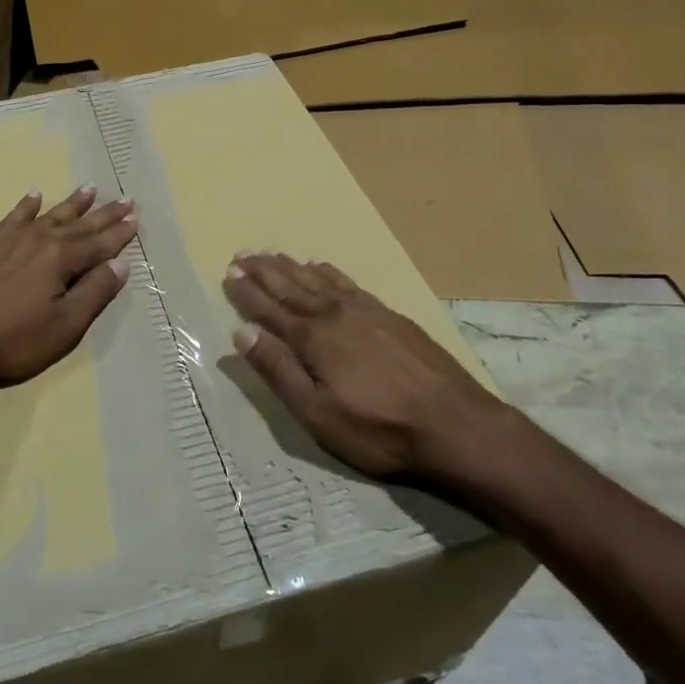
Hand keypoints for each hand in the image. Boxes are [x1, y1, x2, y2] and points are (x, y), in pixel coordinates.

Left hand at [0, 187, 135, 388]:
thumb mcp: (65, 325)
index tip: (136, 218)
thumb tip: (121, 264)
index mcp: (61, 258)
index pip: (99, 243)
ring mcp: (9, 240)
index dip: (119, 233)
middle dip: (103, 213)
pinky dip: (26, 206)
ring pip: (48, 215)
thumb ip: (94, 292)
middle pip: (78, 224)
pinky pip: (12, 217)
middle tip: (124, 198)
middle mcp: (38, 240)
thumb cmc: (13, 339)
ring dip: (71, 204)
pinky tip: (33, 197)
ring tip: (89, 188)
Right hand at [223, 251, 526, 487]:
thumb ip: (278, 371)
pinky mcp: (390, 315)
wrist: (456, 425)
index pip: (269, 309)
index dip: (246, 292)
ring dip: (290, 266)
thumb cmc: (379, 430)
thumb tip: (241, 334)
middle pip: (290, 286)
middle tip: (242, 253)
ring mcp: (365, 311)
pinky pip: (349, 283)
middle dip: (263, 271)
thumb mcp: (317, 414)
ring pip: (318, 280)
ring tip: (271, 253)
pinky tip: (321, 266)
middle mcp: (334, 314)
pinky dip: (329, 272)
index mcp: (312, 338)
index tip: (228, 273)